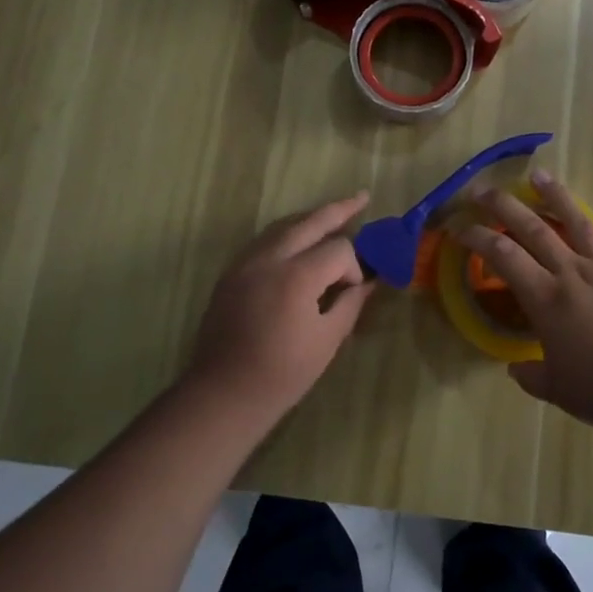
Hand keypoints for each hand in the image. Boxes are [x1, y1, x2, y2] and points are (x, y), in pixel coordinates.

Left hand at [185, 192, 377, 414]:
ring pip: (283, 225)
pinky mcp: (231, 272)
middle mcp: (269, 258)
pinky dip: (287, 234)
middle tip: (362, 197)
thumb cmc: (282, 374)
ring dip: (310, 219)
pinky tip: (299, 242)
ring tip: (334, 216)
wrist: (224, 393)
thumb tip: (368, 282)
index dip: (354, 268)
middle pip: (309, 221)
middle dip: (339, 209)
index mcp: (296, 276)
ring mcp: (245, 262)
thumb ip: (350, 303)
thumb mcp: (327, 341)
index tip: (354, 293)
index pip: (338, 249)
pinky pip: (264, 240)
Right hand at [456, 171, 592, 430]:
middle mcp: (572, 273)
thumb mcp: (557, 389)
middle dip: (504, 205)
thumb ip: (532, 375)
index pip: (503, 256)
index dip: (478, 237)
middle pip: (534, 228)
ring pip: (579, 222)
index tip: (460, 227)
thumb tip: (516, 369)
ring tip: (540, 175)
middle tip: (484, 189)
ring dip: (557, 197)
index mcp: (546, 298)